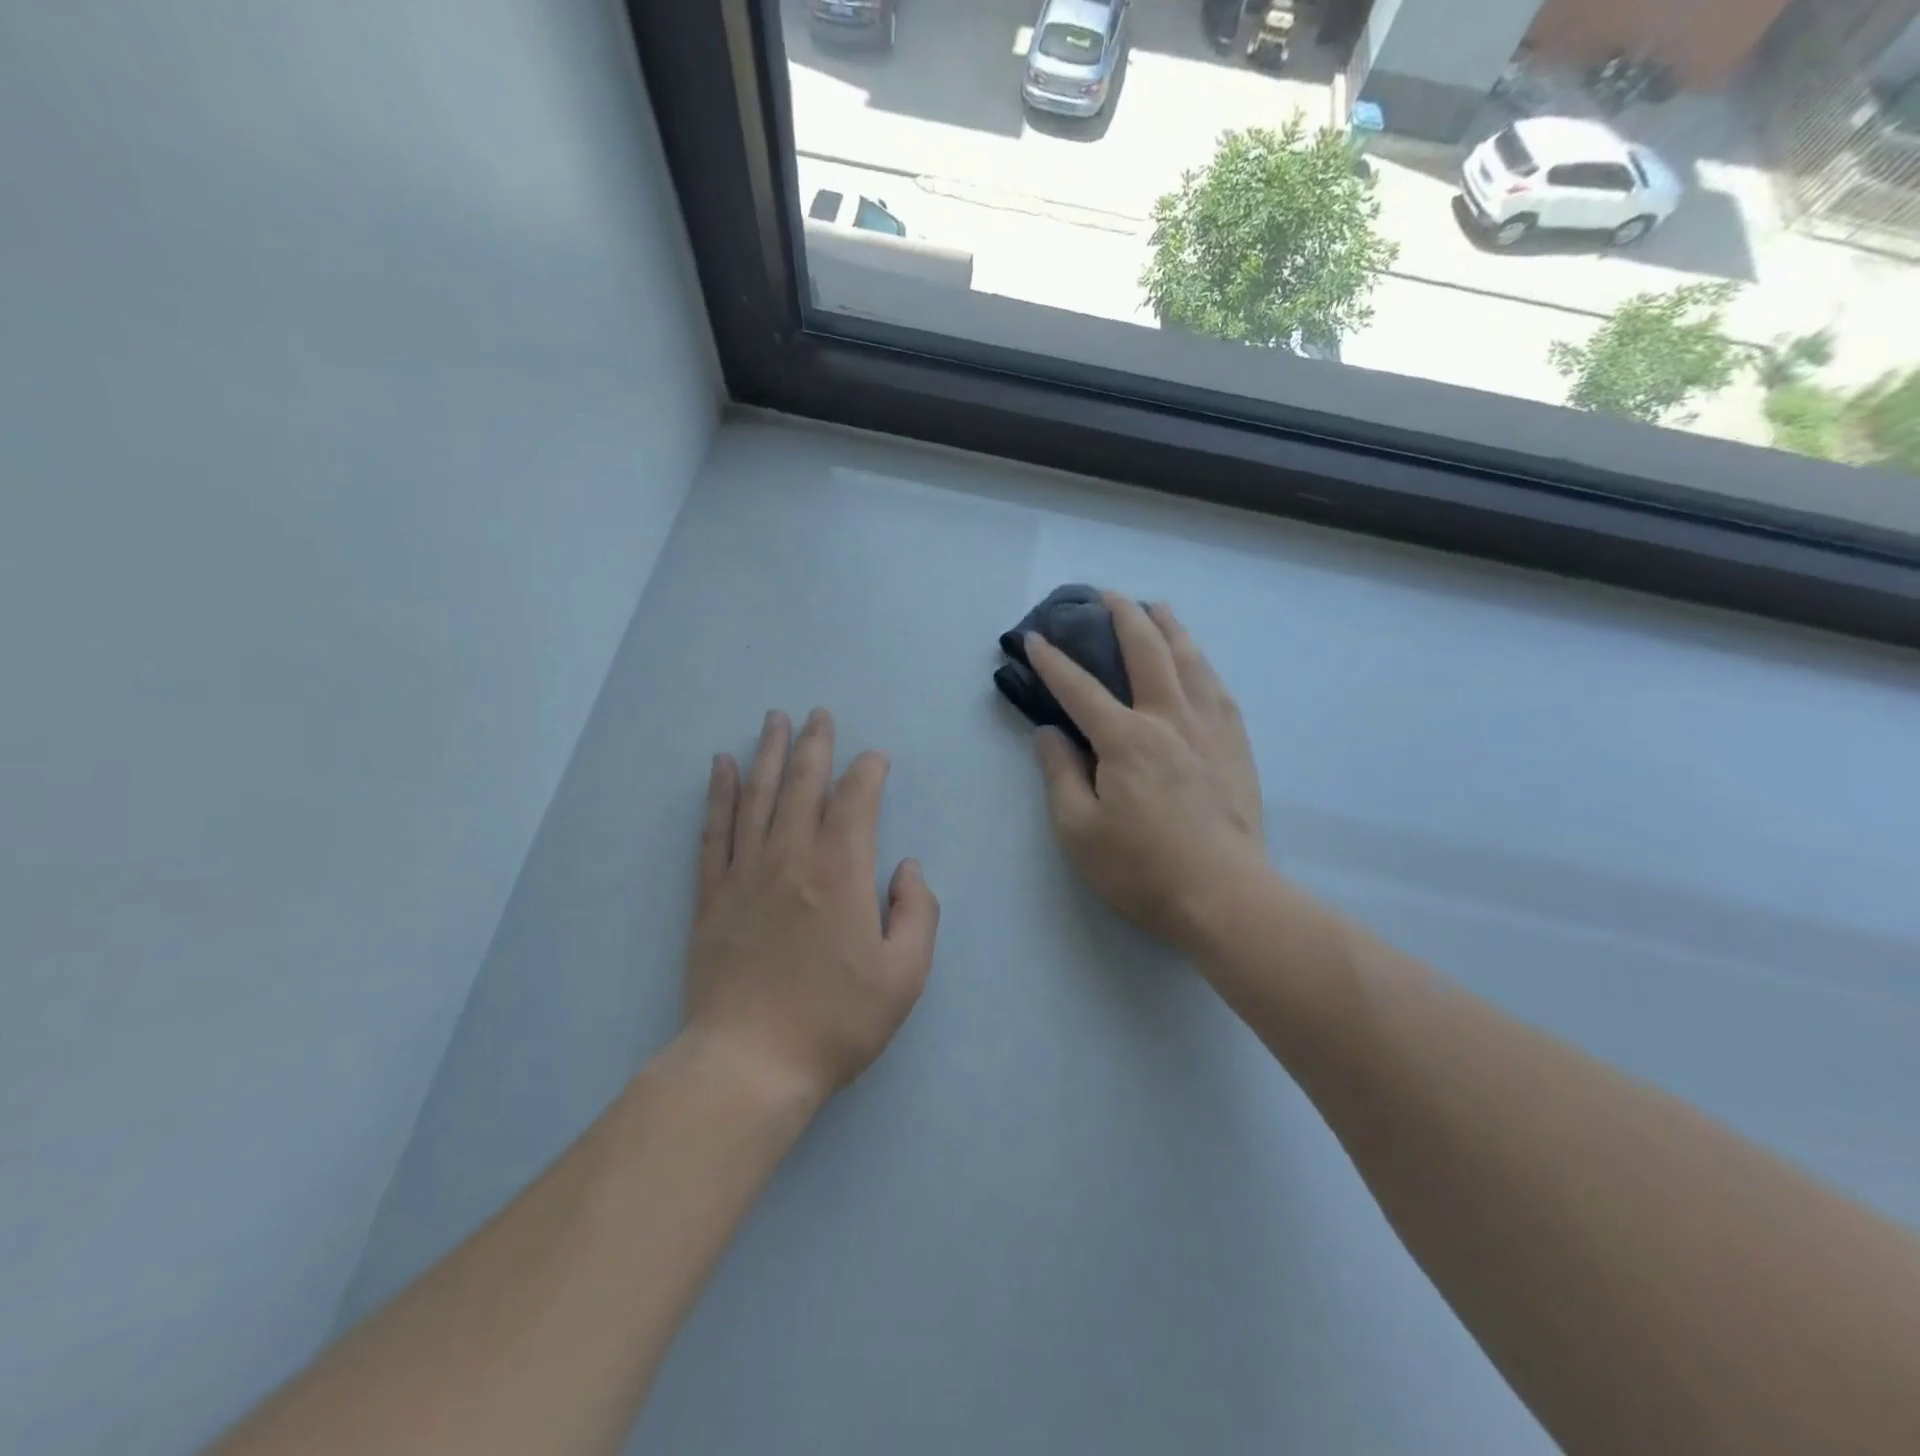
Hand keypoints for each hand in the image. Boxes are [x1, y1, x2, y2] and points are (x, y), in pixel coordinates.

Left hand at [684, 709, 939, 1108]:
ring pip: (758, 796)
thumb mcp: (905, 975)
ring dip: (768, 753)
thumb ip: (917, 911)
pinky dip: (720, 794)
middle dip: (815, 744)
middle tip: (819, 714)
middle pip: (803, 784)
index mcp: (841, 872)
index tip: (876, 758)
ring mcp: (745, 874)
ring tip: (774, 719)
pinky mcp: (711, 896)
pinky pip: (715, 831)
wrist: (750, 1064)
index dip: (868, 771)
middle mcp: (791, 857)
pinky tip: (722, 767)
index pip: (856, 800)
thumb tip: (906, 867)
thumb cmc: (836, 1021)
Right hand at [1027, 596, 1265, 953]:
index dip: (1052, 661)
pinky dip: (1203, 665)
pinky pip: (1219, 690)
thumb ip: (1059, 774)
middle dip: (1122, 617)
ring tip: (1157, 608)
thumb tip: (1048, 732)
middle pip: (1146, 651)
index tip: (1035, 638)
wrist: (1225, 896)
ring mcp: (1209, 729)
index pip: (1080, 688)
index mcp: (1125, 739)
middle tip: (1106, 596)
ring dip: (1170, 628)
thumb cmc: (1141, 868)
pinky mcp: (1236, 746)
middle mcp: (1169, 719)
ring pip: (1191, 660)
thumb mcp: (1078, 830)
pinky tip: (1199, 663)